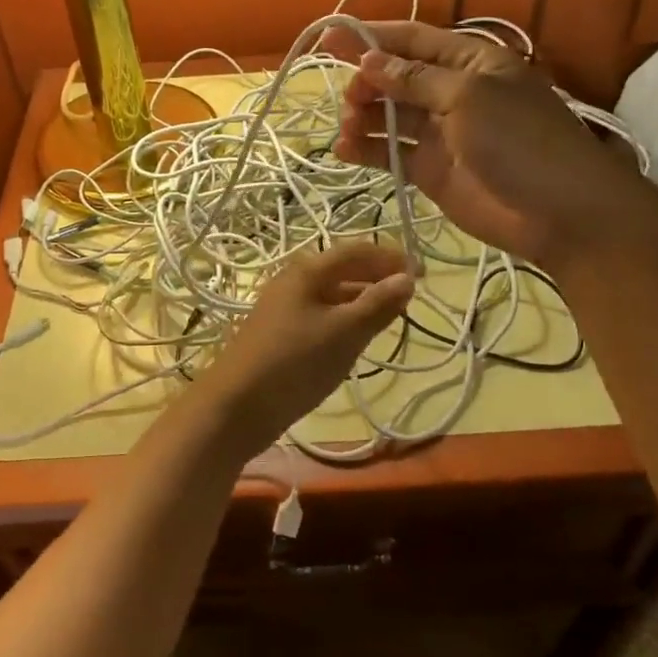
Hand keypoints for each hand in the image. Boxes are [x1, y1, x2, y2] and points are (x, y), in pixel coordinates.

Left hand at [201, 242, 413, 456]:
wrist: (236, 406)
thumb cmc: (294, 362)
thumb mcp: (344, 333)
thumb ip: (377, 305)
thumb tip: (407, 278)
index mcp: (308, 270)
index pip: (357, 250)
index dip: (390, 258)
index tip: (422, 274)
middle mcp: (294, 280)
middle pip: (343, 269)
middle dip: (377, 278)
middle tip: (409, 298)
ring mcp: (284, 307)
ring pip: (332, 294)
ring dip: (362, 300)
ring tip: (390, 317)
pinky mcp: (280, 333)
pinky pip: (320, 314)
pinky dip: (344, 319)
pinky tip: (356, 338)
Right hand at [329, 22, 657, 270]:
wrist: (560, 213)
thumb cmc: (520, 141)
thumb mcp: (469, 97)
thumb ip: (415, 79)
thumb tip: (370, 60)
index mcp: (470, 62)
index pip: (413, 40)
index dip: (371, 38)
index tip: (329, 40)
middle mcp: (452, 92)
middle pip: (397, 78)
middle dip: (366, 82)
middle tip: (348, 99)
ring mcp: (441, 133)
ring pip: (390, 116)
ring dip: (363, 117)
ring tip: (346, 127)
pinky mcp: (432, 170)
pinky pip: (391, 153)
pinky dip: (367, 150)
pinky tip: (344, 151)